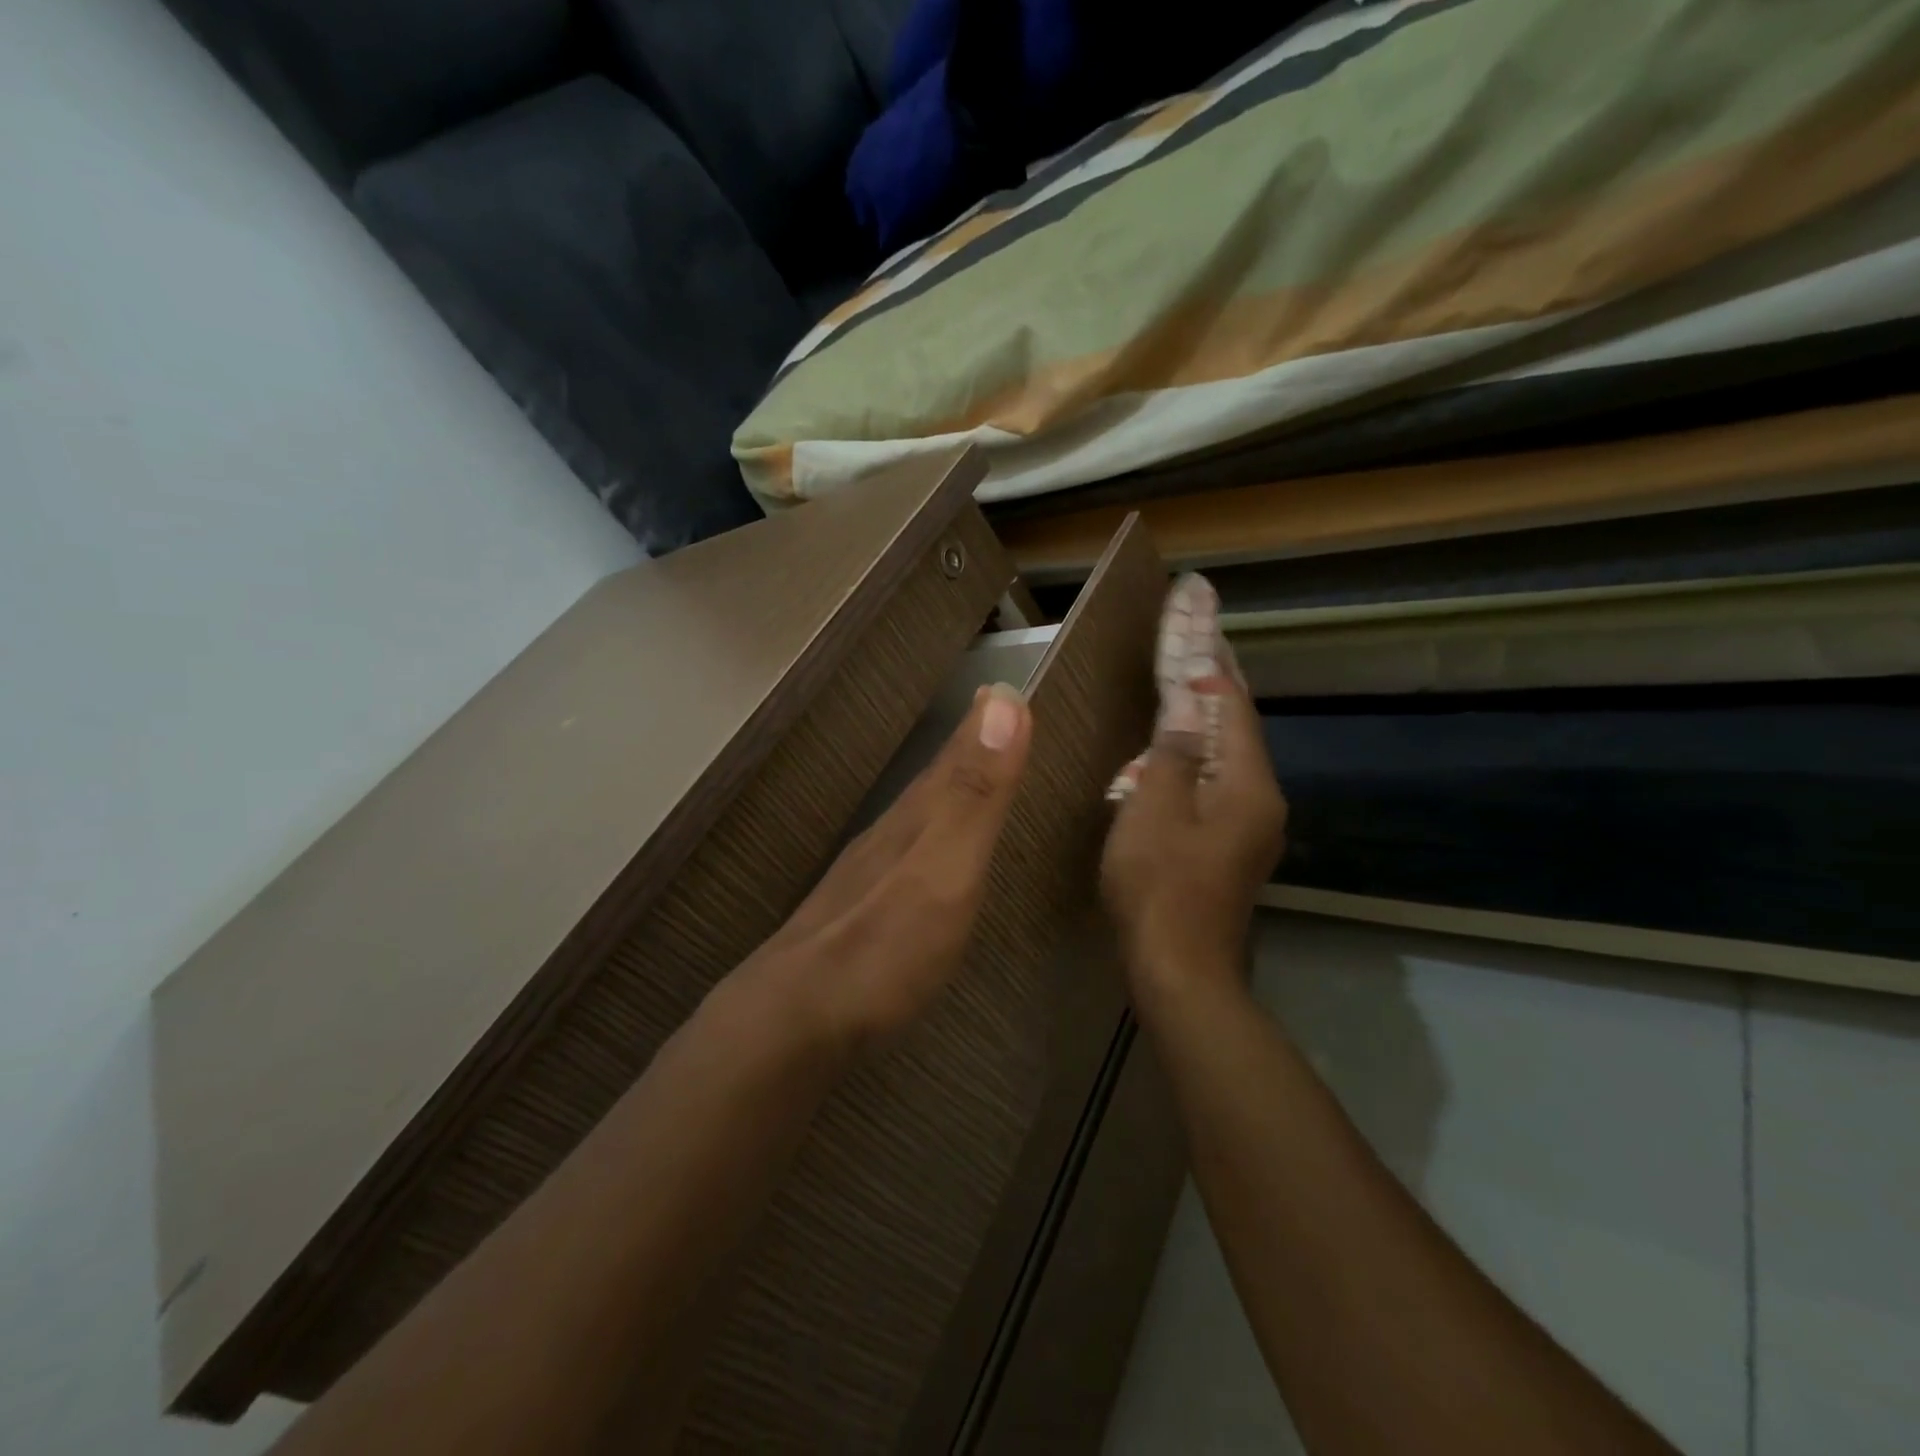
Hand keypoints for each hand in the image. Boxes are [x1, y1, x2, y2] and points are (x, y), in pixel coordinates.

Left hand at [742, 683, 1031, 1050]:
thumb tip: (1000, 699)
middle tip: (990, 718)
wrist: (798, 1018)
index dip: (983, 722)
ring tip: (967, 772)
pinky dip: (927, 834)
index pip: (957, 756)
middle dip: (966, 748)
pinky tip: (925, 851)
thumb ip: (976, 791)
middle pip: (936, 780)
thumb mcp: (945, 865)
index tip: (1002, 688)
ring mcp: (870, 875)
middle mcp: (891, 835)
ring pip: (917, 815)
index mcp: (916, 818)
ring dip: (946, 789)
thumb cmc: (886, 944)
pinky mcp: (861, 913)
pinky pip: (907, 853)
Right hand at [1101, 669, 1287, 1000]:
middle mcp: (1262, 801)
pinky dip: (1198, 757)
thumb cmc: (1159, 884)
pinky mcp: (1231, 848)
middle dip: (1216, 682)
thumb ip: (1174, 752)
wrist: (1179, 969)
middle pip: (1239, 729)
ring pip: (1228, 758)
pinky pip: (1217, 785)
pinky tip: (1175, 751)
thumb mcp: (1155, 808)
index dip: (1212, 665)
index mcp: (1248, 785)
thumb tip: (1190, 706)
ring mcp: (1250, 828)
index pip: (1234, 707)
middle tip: (1199, 636)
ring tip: (1184, 681)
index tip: (1199, 620)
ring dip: (1206, 720)